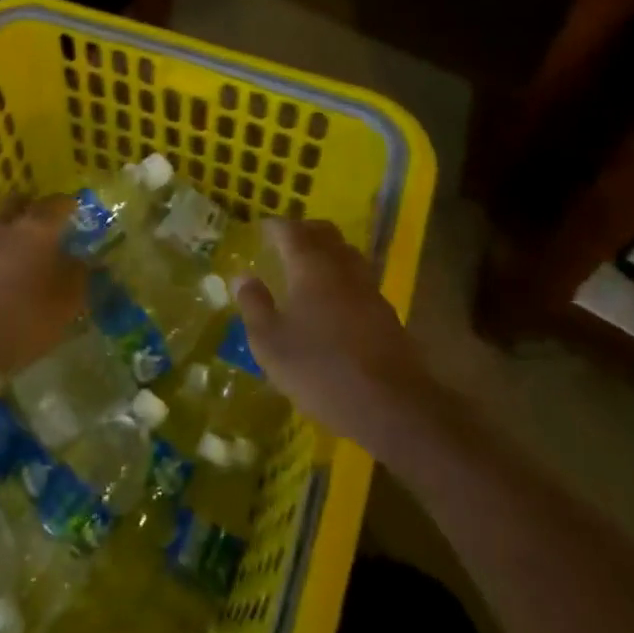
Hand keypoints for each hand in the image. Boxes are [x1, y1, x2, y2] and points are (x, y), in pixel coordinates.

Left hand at [0, 195, 86, 407]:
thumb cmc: (27, 316)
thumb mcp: (69, 301)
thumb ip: (81, 275)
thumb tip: (86, 261)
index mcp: (38, 229)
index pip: (57, 203)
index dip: (68, 205)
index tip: (75, 212)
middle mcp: (6, 226)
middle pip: (18, 203)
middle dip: (30, 207)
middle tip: (42, 222)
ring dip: (6, 229)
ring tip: (15, 249)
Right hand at [234, 217, 430, 443]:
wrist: (391, 405)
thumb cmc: (320, 369)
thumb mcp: (270, 343)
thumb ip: (254, 304)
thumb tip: (241, 276)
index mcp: (311, 266)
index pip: (290, 230)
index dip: (273, 227)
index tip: (260, 230)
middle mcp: (342, 267)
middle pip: (324, 232)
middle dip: (303, 231)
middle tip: (283, 243)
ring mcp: (369, 288)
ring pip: (346, 253)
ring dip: (326, 251)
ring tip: (307, 268)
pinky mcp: (386, 312)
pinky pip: (359, 278)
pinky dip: (341, 276)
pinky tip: (332, 300)